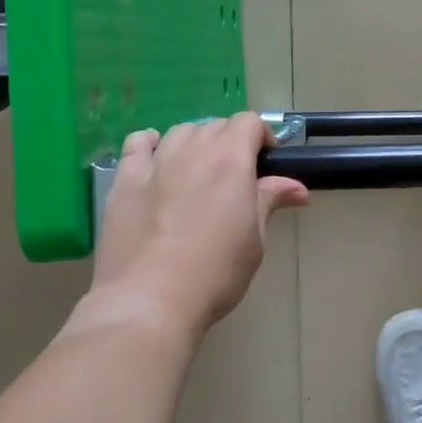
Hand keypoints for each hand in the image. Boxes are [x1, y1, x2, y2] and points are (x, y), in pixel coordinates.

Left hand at [85, 113, 308, 338]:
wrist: (150, 300)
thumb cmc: (215, 272)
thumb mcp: (255, 240)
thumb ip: (269, 201)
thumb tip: (297, 188)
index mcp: (231, 160)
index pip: (249, 122)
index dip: (261, 136)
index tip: (266, 163)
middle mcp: (193, 150)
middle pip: (215, 126)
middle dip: (230, 142)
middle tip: (234, 177)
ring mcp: (155, 163)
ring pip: (180, 132)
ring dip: (195, 143)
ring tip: (197, 171)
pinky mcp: (124, 180)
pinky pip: (137, 144)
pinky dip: (150, 144)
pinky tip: (155, 158)